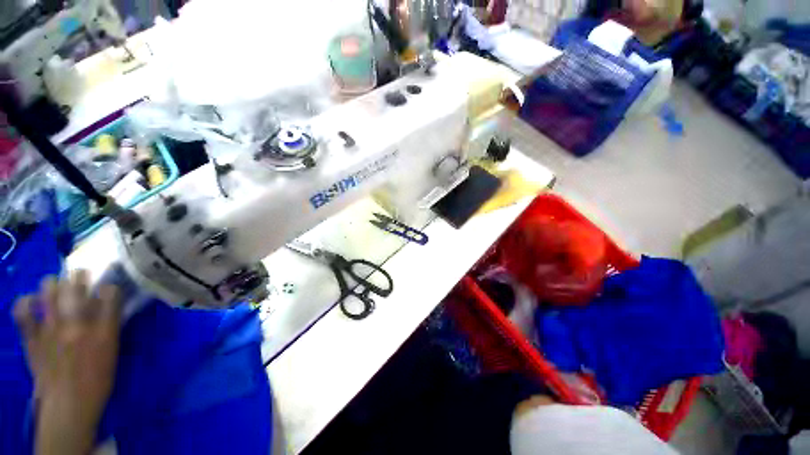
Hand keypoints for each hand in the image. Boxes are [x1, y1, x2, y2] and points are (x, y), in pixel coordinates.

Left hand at [14, 271, 120, 454]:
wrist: (68, 405)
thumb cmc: (97, 380)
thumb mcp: (112, 352)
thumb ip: (109, 327)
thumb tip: (108, 306)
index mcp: (103, 331)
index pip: (110, 294)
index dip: (109, 286)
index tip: (107, 288)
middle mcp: (77, 325)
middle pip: (77, 287)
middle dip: (79, 276)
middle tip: (80, 277)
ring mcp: (51, 330)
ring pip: (48, 291)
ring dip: (53, 284)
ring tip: (56, 286)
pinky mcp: (33, 337)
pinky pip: (22, 312)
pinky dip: (25, 302)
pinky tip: (31, 302)